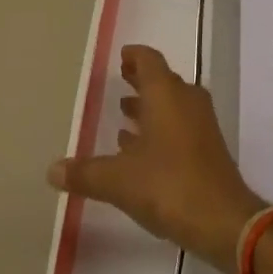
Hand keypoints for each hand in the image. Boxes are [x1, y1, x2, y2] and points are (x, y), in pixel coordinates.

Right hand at [48, 45, 266, 273]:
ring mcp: (199, 122)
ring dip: (149, 105)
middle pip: (161, 79)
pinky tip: (139, 148)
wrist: (221, 218)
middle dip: (140, 79)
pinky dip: (159, 127)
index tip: (121, 55)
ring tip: (124, 113)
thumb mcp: (119, 180)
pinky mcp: (205, 146)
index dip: (135, 56)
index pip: (150, 60)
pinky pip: (178, 124)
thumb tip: (51, 169)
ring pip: (170, 103)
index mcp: (166, 93)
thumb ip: (86, 173)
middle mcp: (185, 99)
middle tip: (120, 79)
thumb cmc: (169, 185)